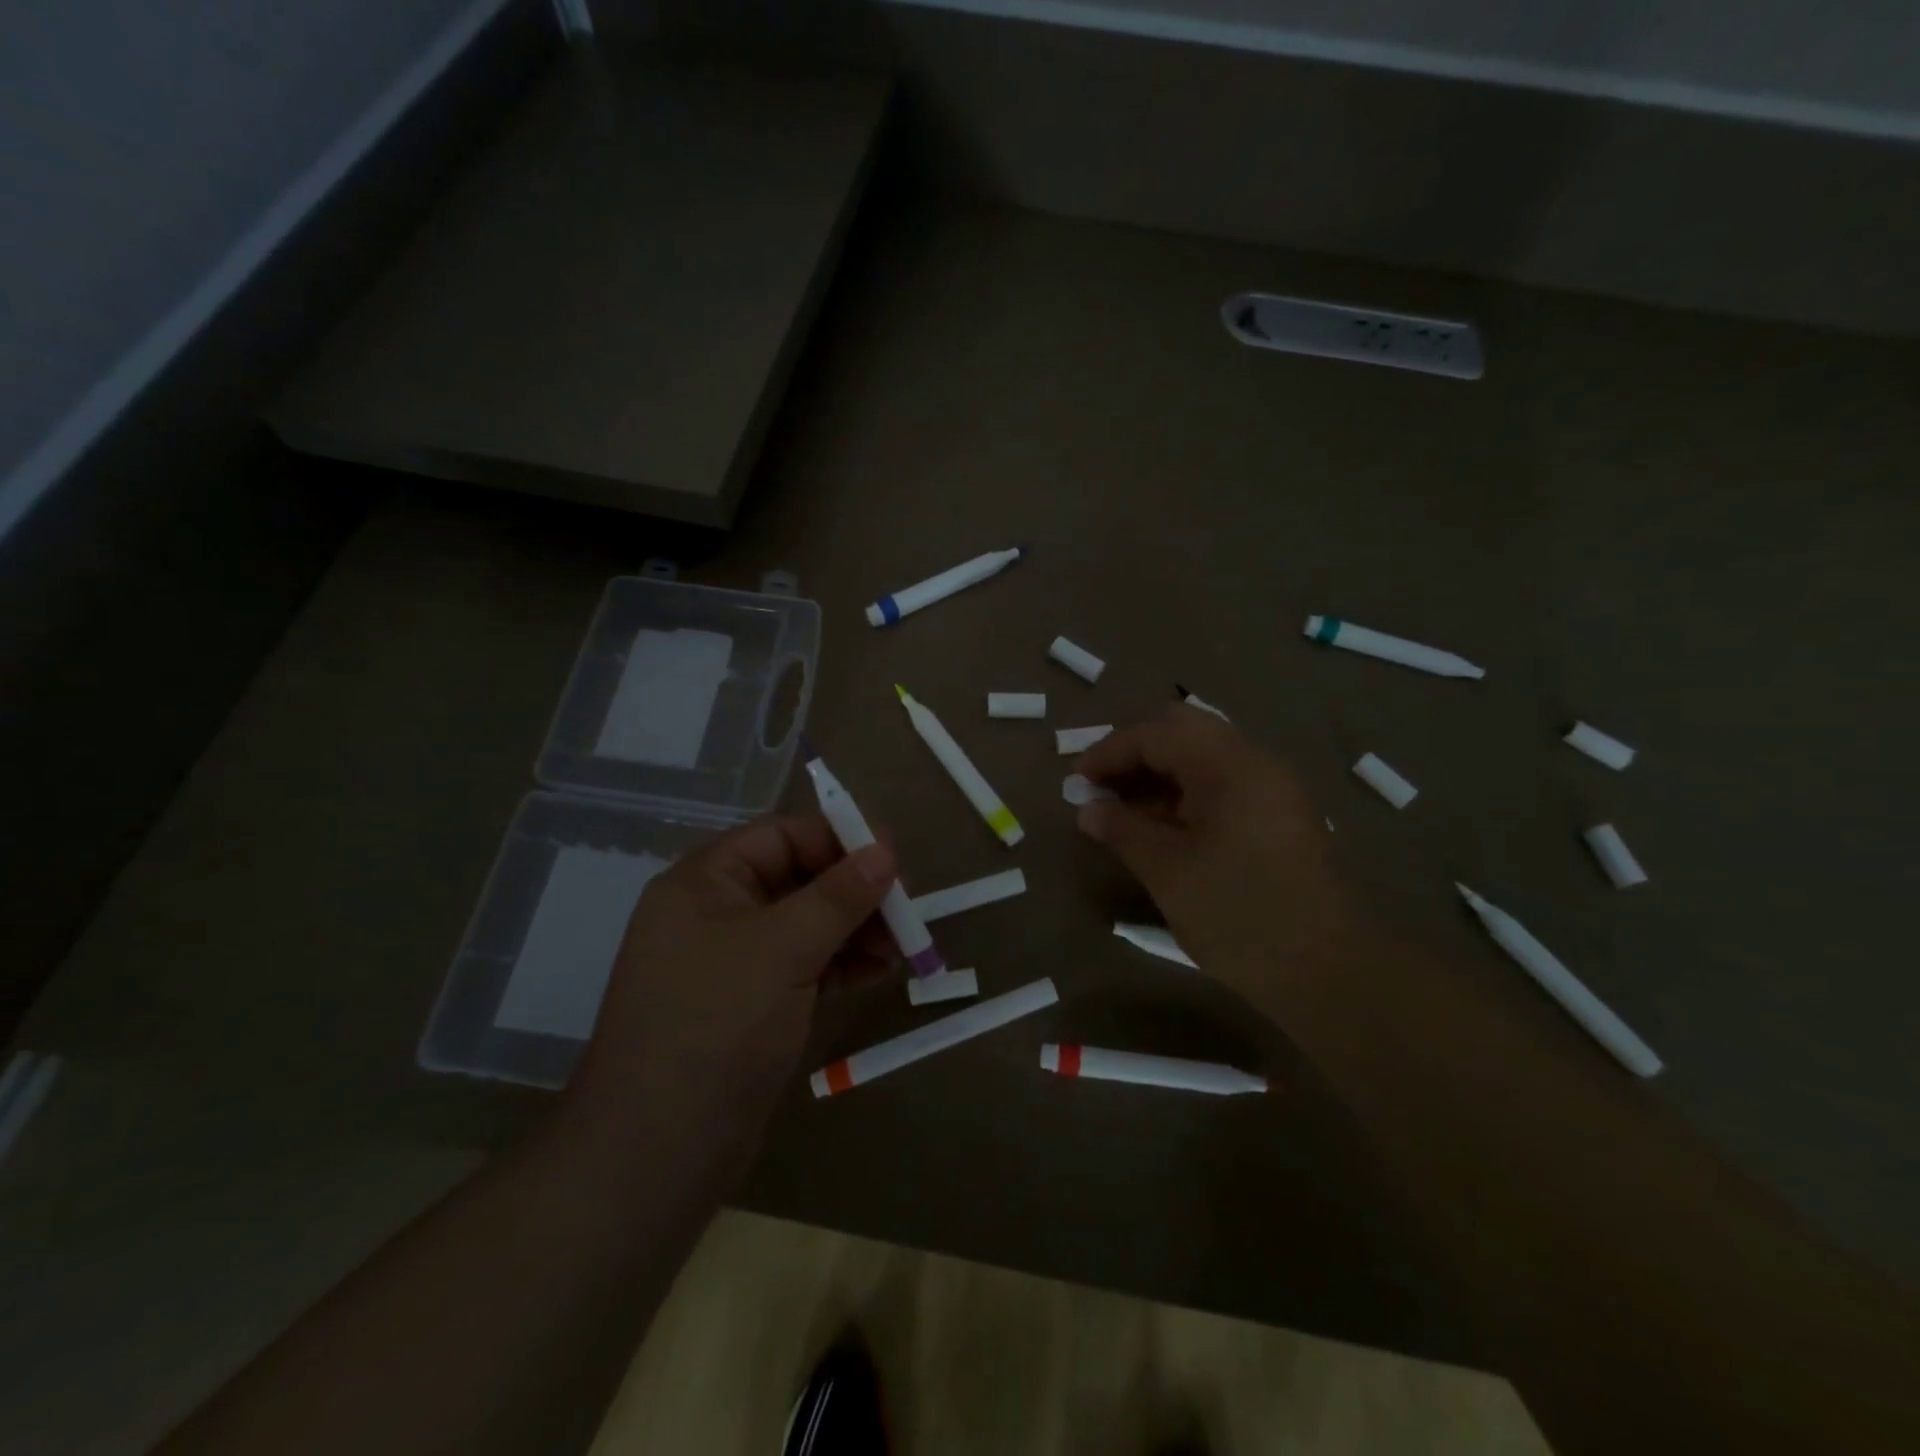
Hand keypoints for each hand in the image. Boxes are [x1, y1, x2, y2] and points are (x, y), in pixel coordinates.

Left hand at [565, 815, 895, 1149]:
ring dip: (857, 928)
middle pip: (799, 879)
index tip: (895, 854)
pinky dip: (844, 964)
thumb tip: (887, 851)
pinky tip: (883, 970)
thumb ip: (838, 896)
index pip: (781, 836)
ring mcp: (735, 963)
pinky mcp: (753, 1005)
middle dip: (855, 889)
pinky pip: (806, 965)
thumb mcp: (782, 948)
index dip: (839, 839)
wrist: (657, 1153)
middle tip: (908, 906)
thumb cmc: (715, 1025)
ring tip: (905, 944)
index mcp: (706, 882)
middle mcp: (717, 913)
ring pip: (808, 924)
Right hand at [1075, 705, 1354, 999]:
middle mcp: (1255, 763)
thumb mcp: (1168, 872)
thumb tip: (1087, 809)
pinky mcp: (1277, 817)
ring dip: (1158, 774)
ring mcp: (1271, 790)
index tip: (1075, 781)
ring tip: (1121, 812)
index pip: (1157, 733)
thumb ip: (1122, 830)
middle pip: (1182, 731)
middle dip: (1134, 753)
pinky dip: (1183, 795)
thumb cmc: (1240, 916)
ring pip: (1202, 757)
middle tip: (1100, 787)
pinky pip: (1220, 786)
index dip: (1109, 751)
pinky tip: (1159, 828)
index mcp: (1230, 766)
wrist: (1329, 973)